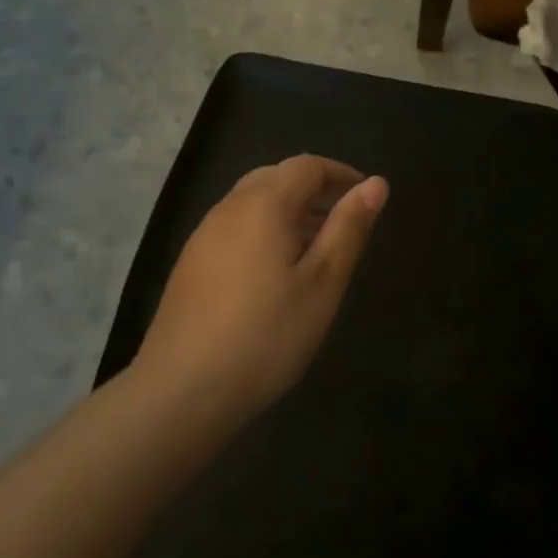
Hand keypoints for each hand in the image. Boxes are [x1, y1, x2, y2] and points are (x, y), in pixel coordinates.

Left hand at [139, 156, 387, 413]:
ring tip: (318, 248)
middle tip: (345, 221)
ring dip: (291, 210)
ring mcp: (204, 236)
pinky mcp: (191, 264)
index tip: (367, 199)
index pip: (308, 166)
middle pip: (277, 177)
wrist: (181, 391)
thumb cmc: (266, 334)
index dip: (342, 174)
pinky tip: (277, 272)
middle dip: (316, 189)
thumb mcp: (323, 282)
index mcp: (264, 204)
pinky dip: (266, 230)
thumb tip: (376, 183)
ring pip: (254, 202)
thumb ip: (349, 227)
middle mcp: (229, 208)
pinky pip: (236, 227)